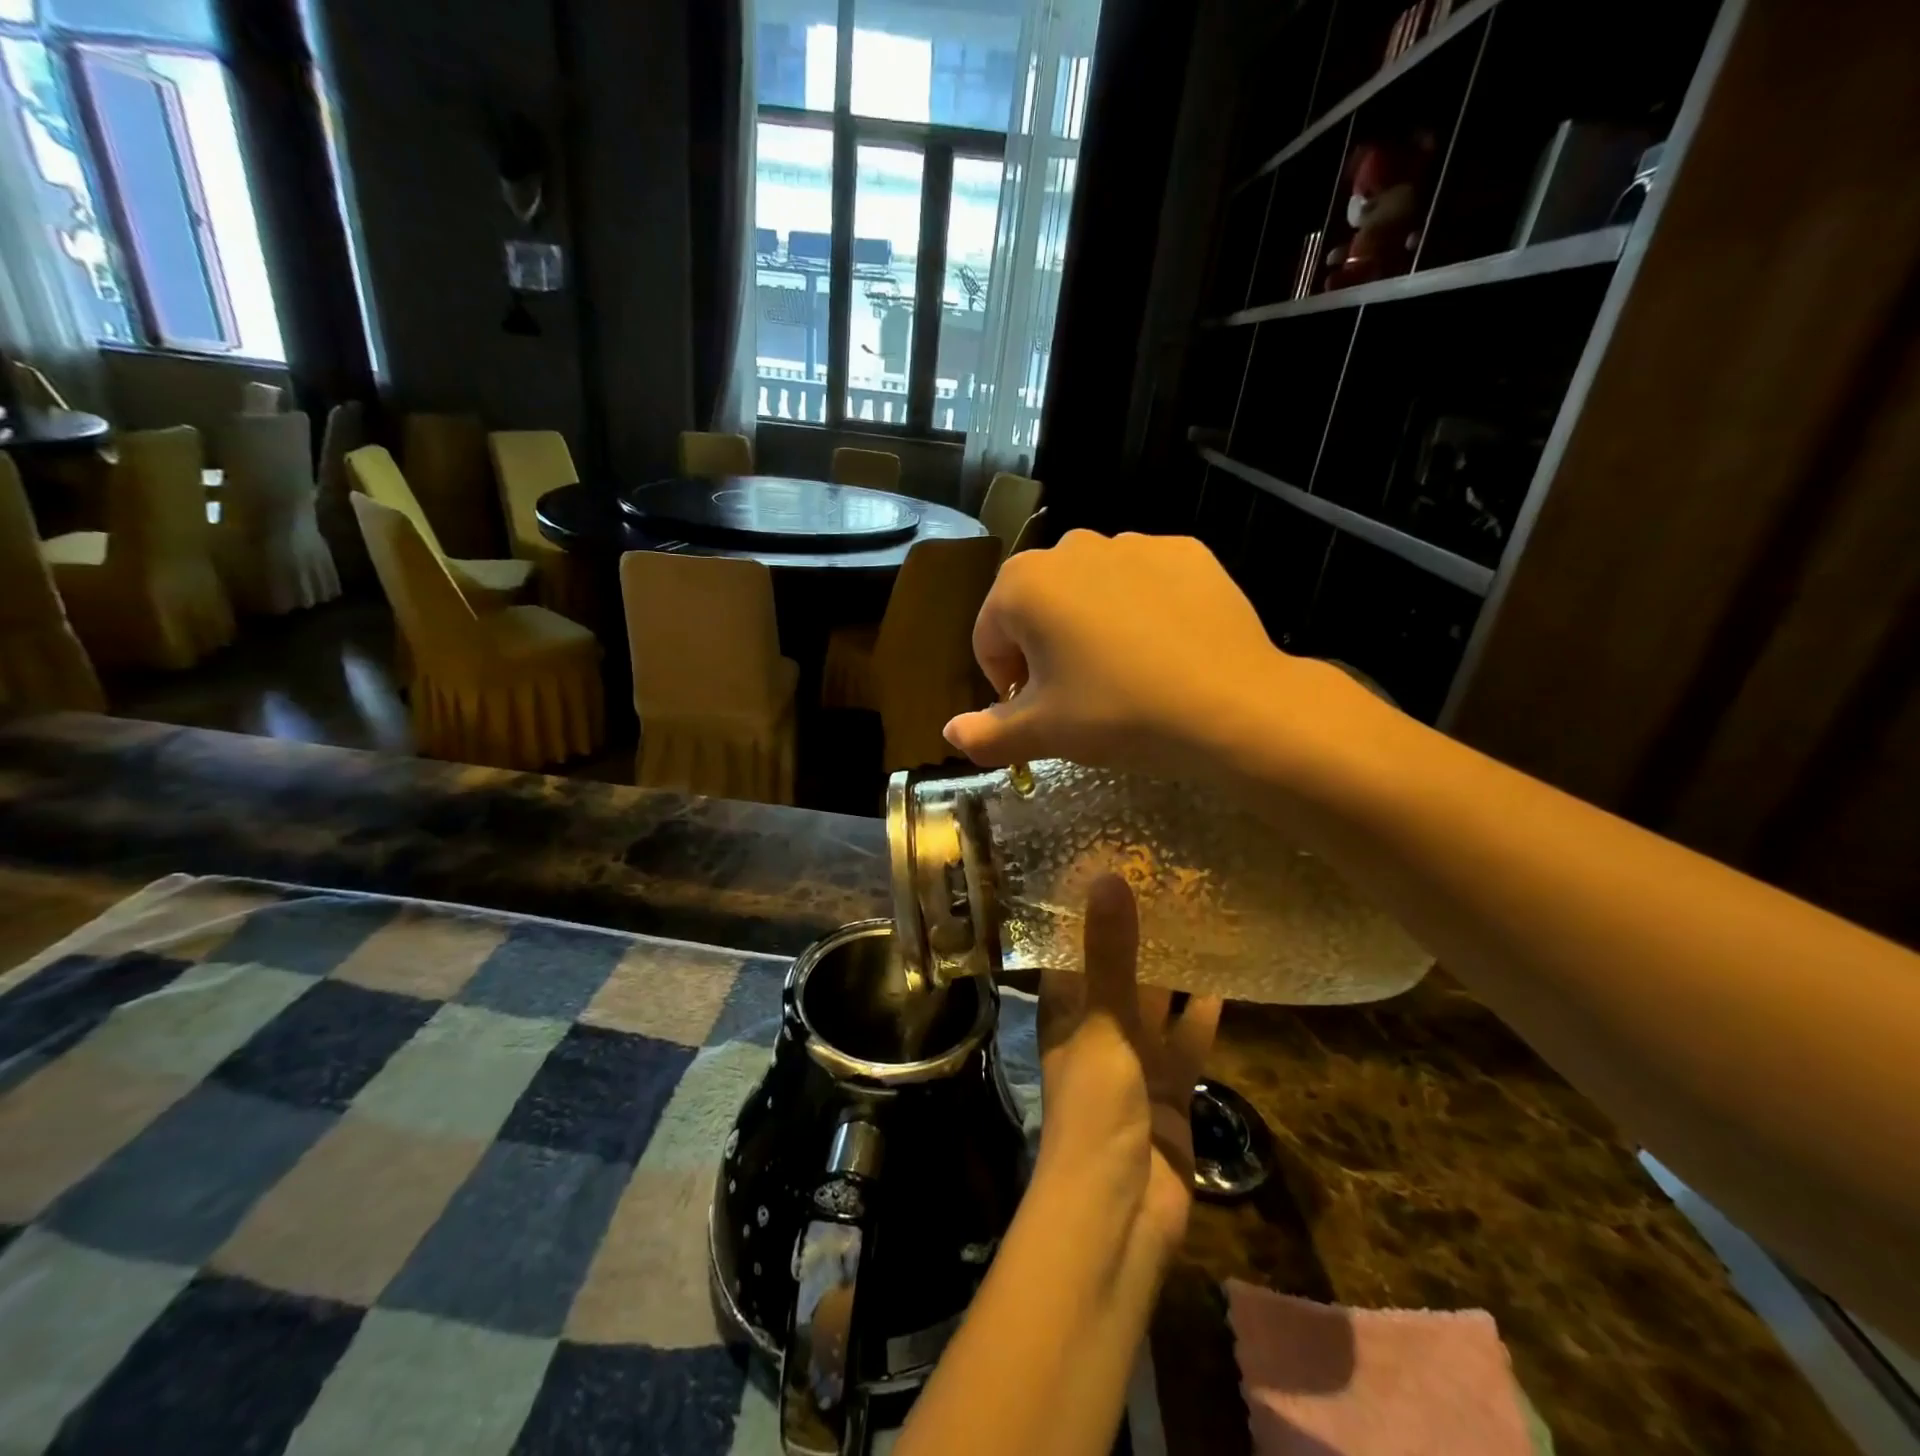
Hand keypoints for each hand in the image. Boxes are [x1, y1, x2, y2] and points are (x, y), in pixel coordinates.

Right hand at [944, 531, 1365, 786]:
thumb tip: (949, 734)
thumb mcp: (1044, 733)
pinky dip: (1141, 611)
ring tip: (1125, 674)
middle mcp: (1071, 547)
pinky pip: (1142, 583)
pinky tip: (1165, 650)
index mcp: (1023, 585)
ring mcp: (1132, 542)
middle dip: (1045, 650)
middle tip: (1080, 697)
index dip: (1006, 684)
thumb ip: (985, 734)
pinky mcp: (1184, 550)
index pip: (988, 638)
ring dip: (1091, 627)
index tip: (1038, 714)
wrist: (1231, 705)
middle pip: (1037, 608)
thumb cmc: (1118, 714)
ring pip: (1089, 592)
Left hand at [1035, 875, 1221, 1265]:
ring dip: (1175, 973)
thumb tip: (1107, 878)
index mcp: (1064, 1012)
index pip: (1071, 949)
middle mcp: (1096, 1030)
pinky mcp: (1172, 1090)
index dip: (1086, 913)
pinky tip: (1229, 982)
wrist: (1121, 1211)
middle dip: (1139, 938)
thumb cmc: (1095, 1107)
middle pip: (1118, 974)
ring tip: (1202, 920)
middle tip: (1169, 884)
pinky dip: (1204, 1018)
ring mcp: (1135, 1062)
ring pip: (1157, 1006)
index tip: (1110, 866)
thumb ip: (1110, 955)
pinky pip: (1189, 1043)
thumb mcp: (1102, 1021)